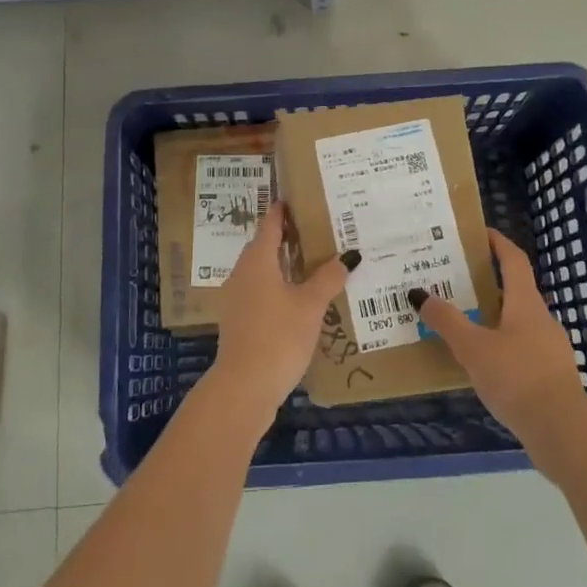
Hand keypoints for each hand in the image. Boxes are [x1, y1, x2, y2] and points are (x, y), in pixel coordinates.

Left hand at [201, 202, 353, 429]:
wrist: (244, 388)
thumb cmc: (278, 336)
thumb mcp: (310, 305)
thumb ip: (328, 278)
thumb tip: (348, 256)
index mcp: (257, 261)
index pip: (269, 224)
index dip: (282, 211)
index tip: (296, 198)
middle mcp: (242, 273)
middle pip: (264, 247)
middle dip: (287, 237)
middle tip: (316, 230)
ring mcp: (237, 299)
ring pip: (262, 271)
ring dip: (284, 265)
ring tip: (313, 263)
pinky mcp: (240, 322)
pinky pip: (261, 292)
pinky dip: (279, 288)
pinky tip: (299, 299)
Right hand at [415, 229, 586, 465]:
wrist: (562, 431)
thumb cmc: (516, 377)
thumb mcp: (473, 347)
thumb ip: (446, 321)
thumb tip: (419, 294)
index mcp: (525, 303)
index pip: (514, 261)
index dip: (498, 243)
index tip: (479, 233)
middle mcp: (541, 319)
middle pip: (515, 290)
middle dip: (488, 282)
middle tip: (456, 280)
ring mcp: (549, 349)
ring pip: (517, 321)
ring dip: (493, 316)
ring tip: (462, 322)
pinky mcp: (549, 376)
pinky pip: (521, 348)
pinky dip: (500, 345)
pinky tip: (481, 362)